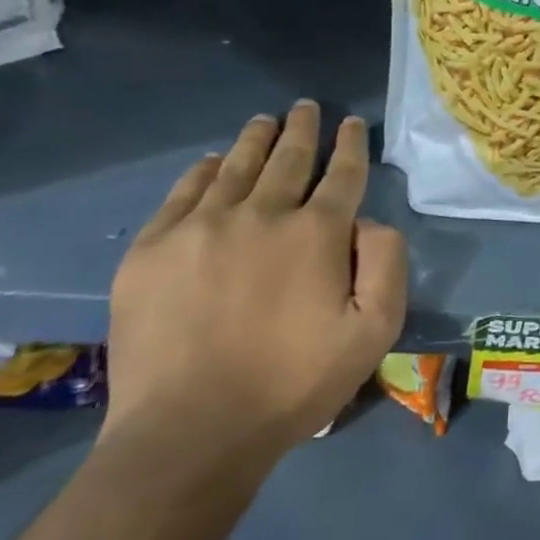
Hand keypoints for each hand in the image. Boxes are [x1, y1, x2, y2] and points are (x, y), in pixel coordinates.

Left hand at [106, 101, 407, 459]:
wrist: (190, 431)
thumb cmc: (295, 382)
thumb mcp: (375, 330)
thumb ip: (387, 263)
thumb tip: (371, 221)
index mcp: (317, 232)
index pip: (342, 173)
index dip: (351, 145)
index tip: (352, 123)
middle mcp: (261, 214)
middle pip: (288, 158)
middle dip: (303, 129)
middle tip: (306, 107)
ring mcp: (200, 228)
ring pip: (235, 166)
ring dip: (255, 139)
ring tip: (265, 121)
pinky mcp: (152, 250)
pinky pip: (182, 193)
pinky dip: (201, 171)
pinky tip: (210, 163)